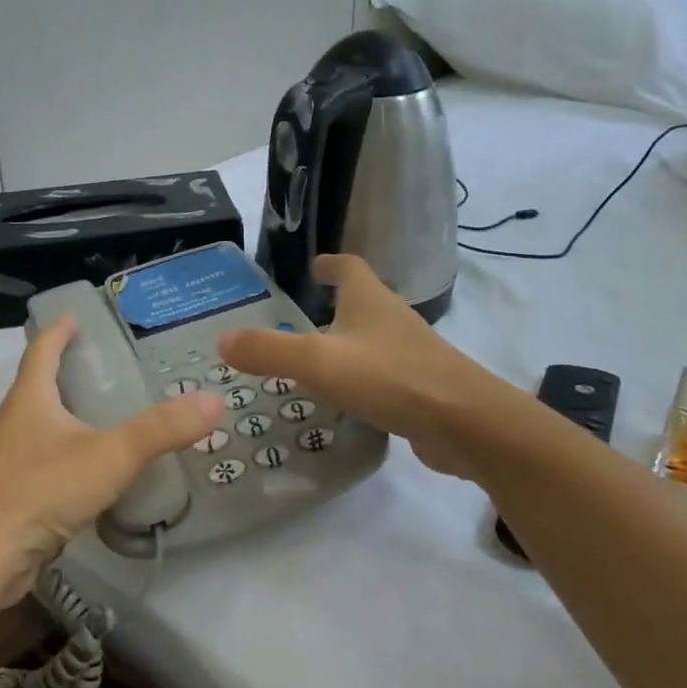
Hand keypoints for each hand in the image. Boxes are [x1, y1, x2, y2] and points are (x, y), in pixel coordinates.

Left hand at [0, 316, 224, 609]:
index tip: (76, 316)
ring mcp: (12, 459)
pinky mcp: (16, 493)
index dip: (59, 330)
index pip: (42, 348)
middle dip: (72, 371)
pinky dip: (73, 453)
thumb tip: (212, 401)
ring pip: (46, 425)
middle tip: (115, 367)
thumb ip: (160, 430)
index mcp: (30, 397)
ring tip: (114, 414)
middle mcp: (15, 421)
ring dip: (73, 414)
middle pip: (42, 384)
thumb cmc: (41, 490)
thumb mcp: (110, 455)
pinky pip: (49, 460)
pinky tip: (100, 469)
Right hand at [217, 254, 518, 477]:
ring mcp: (408, 353)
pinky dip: (359, 377)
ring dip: (344, 343)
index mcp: (369, 299)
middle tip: (295, 320)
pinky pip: (380, 373)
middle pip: (361, 302)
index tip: (313, 267)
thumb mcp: (318, 361)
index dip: (330, 264)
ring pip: (370, 339)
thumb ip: (268, 350)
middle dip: (332, 306)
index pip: (349, 267)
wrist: (464, 423)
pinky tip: (340, 398)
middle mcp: (391, 318)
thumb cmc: (389, 377)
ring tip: (310, 360)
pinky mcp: (418, 386)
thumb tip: (222, 340)